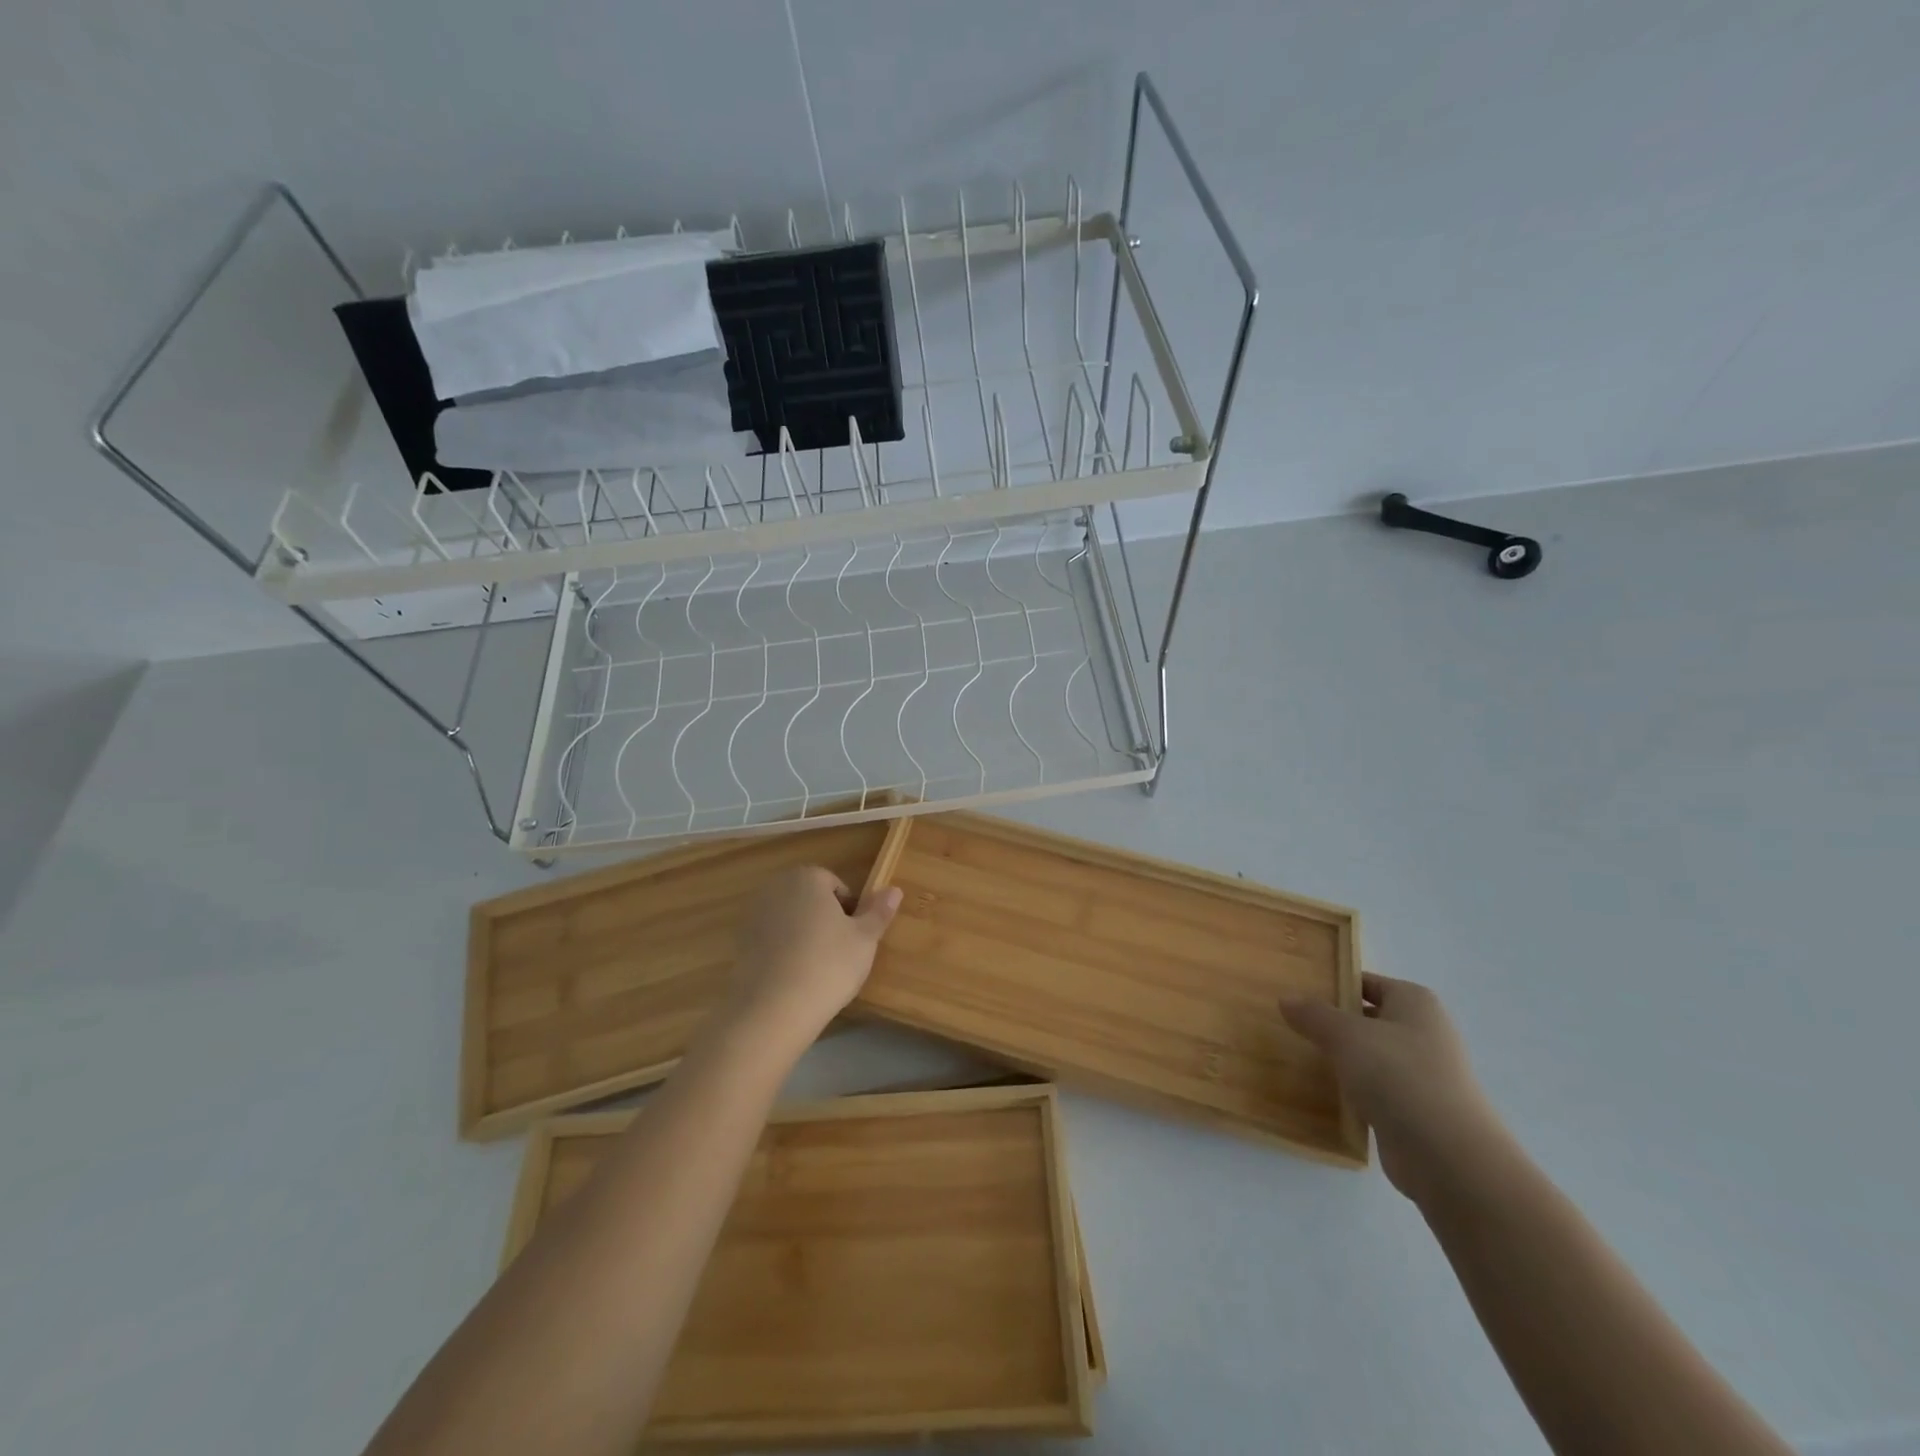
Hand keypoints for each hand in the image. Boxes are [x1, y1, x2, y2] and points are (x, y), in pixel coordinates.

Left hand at [725, 867, 902, 1047]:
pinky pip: (773, 941)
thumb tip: (894, 889)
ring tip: (818, 970)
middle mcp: (776, 887)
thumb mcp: (865, 939)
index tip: (855, 939)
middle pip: (811, 899)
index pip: (836, 885)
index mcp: (807, 877)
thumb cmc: (828, 965)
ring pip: (791, 920)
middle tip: (840, 954)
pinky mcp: (740, 944)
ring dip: (804, 936)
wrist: (772, 1009)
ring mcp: (754, 915)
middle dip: (825, 920)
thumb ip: (879, 911)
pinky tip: (794, 979)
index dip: (850, 911)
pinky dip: (784, 953)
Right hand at [1283, 973, 1512, 1203]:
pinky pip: (1375, 1089)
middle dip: (1332, 1022)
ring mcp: (1423, 1074)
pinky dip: (1352, 1089)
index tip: (1296, 993)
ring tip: (1298, 1056)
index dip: (1331, 985)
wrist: (1448, 1157)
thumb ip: (1313, 1014)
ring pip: (1369, 1056)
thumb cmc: (1399, 1076)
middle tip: (1288, 1023)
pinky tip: (1323, 1093)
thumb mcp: (1346, 1035)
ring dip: (1341, 1058)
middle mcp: (1424, 1033)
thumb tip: (1286, 999)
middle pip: (1367, 1018)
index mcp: (1415, 1003)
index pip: (1365, 983)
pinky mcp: (1415, 1110)